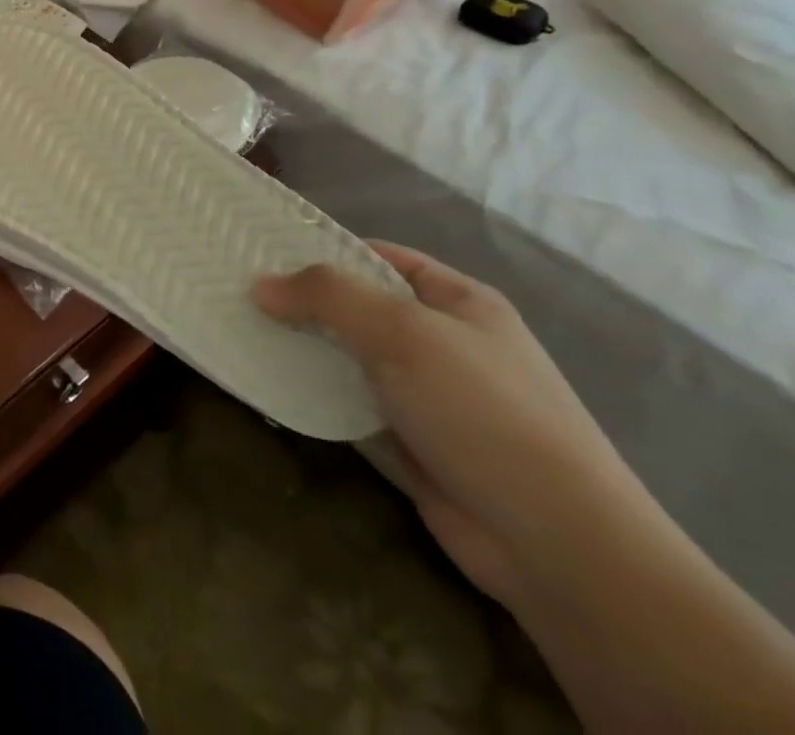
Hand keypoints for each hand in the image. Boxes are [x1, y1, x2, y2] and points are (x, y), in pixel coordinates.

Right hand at [254, 243, 652, 610]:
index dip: (322, 249)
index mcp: (457, 301)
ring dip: (302, 349)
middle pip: (357, 307)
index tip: (261, 252)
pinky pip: (348, 403)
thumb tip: (259, 284)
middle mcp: (442, 341)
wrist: (557, 545)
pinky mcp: (408, 441)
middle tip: (238, 293)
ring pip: (348, 356)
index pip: (378, 256)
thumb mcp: (402, 332)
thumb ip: (327, 295)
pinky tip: (268, 383)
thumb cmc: (482, 411)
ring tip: (240, 331)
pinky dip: (312, 393)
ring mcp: (426, 395)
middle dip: (302, 301)